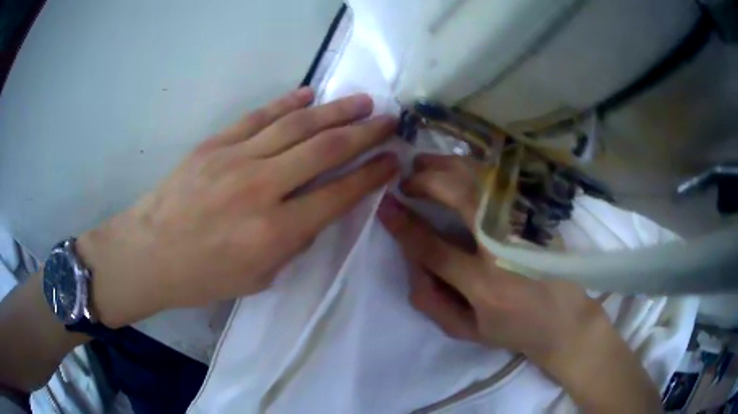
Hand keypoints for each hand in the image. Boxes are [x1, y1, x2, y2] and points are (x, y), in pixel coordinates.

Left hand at [78, 87, 398, 327]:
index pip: (338, 194)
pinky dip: (287, 103)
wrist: (149, 253)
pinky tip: (309, 93)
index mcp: (274, 233)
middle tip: (389, 120)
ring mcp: (235, 159)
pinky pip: (258, 117)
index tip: (393, 160)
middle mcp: (261, 189)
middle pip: (324, 150)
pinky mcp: (214, 144)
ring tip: (362, 100)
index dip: (371, 175)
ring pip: (296, 125)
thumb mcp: (258, 278)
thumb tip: (315, 209)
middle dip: (364, 132)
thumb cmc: (203, 276)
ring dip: (335, 110)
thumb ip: (293, 242)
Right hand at [379, 154, 661, 411]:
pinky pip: (502, 181)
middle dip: (426, 182)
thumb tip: (410, 260)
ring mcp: (528, 226)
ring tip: (424, 164)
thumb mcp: (467, 331)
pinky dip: (475, 168)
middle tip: (406, 179)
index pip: (436, 248)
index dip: (405, 225)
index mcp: (487, 286)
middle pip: (462, 198)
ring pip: (484, 180)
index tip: (385, 205)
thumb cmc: (514, 330)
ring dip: (448, 166)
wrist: (565, 320)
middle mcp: (508, 249)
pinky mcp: (540, 214)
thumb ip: (431, 301)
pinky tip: (458, 167)